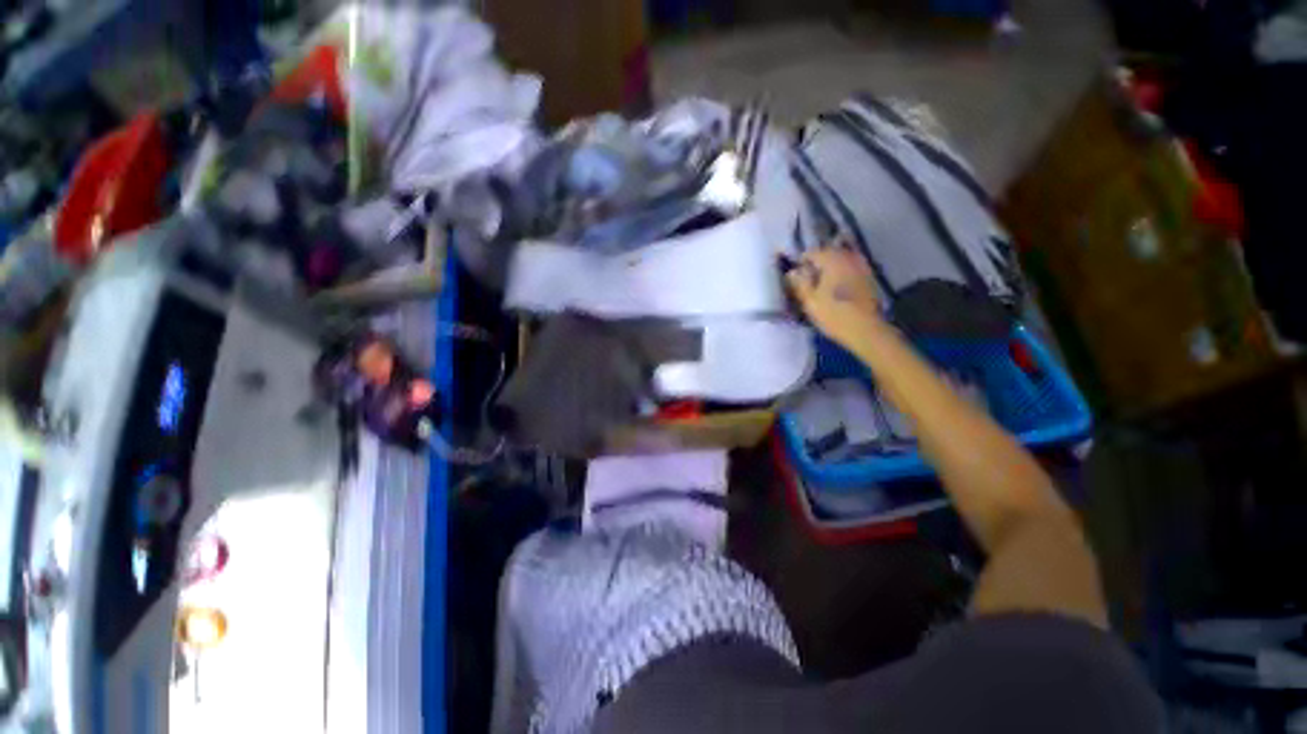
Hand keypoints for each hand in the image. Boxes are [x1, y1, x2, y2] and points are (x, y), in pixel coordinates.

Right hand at [785, 245, 883, 350]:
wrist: (865, 330)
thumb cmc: (833, 315)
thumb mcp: (809, 301)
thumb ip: (799, 283)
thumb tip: (792, 272)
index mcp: (832, 260)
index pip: (812, 253)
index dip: (801, 263)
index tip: (795, 277)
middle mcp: (848, 257)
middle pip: (828, 253)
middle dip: (817, 264)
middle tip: (807, 280)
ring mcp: (861, 266)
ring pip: (840, 260)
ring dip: (830, 268)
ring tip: (821, 284)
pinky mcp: (869, 277)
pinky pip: (850, 268)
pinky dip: (841, 273)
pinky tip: (837, 288)